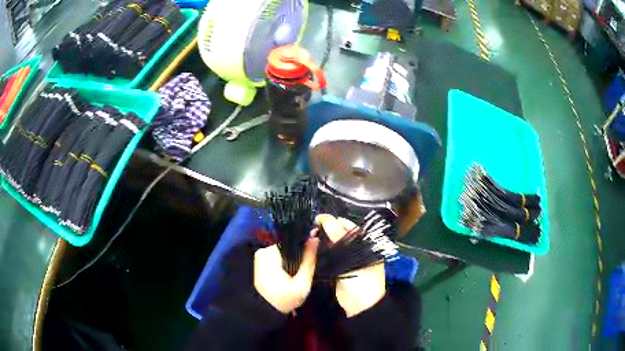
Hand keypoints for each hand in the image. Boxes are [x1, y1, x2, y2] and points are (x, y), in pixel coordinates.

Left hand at [253, 239, 318, 313]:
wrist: (264, 312)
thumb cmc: (284, 299)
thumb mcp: (302, 283)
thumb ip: (309, 261)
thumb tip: (315, 239)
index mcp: (271, 254)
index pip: (293, 242)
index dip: (304, 249)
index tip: (310, 259)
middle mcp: (263, 251)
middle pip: (288, 247)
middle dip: (296, 257)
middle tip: (300, 274)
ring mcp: (259, 256)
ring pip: (283, 252)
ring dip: (290, 261)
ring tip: (293, 277)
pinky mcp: (259, 262)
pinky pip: (276, 258)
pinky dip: (283, 265)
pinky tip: (286, 277)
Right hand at [315, 214, 385, 317]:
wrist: (360, 305)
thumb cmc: (362, 279)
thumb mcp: (352, 258)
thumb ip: (340, 238)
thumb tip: (326, 219)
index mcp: (365, 243)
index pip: (348, 226)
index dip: (333, 221)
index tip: (317, 219)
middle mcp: (357, 248)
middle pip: (339, 234)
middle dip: (326, 230)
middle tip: (311, 228)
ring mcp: (347, 258)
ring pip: (333, 244)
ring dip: (322, 240)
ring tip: (310, 235)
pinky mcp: (338, 267)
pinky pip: (329, 255)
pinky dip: (321, 251)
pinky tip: (312, 246)